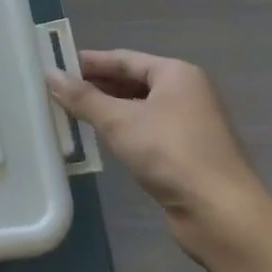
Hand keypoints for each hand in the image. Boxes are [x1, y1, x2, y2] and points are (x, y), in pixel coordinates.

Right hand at [47, 51, 271, 271]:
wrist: (221, 213)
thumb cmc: (170, 154)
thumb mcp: (119, 121)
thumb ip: (83, 98)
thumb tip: (50, 75)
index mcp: (176, 74)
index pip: (123, 58)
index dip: (88, 61)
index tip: (55, 65)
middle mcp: (185, 93)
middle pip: (131, 81)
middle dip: (95, 86)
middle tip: (55, 90)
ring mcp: (187, 124)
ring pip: (137, 108)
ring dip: (105, 110)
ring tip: (68, 113)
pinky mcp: (184, 153)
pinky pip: (144, 131)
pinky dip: (120, 131)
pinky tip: (97, 138)